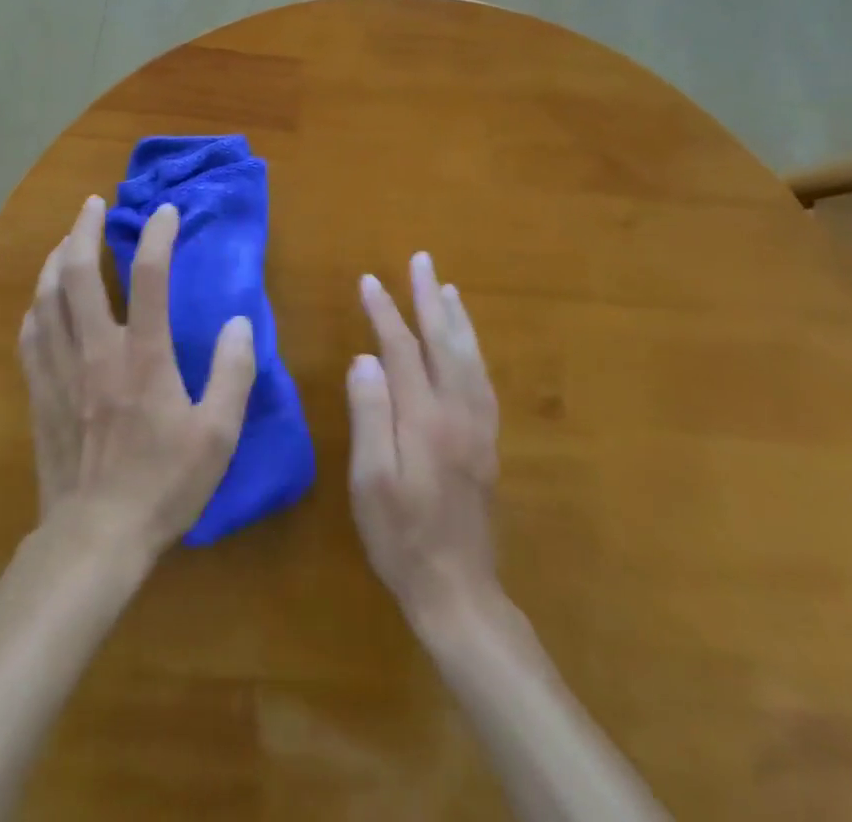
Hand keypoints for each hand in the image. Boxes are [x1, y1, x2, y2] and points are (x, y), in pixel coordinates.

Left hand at [18, 194, 258, 560]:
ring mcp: (61, 369)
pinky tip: (41, 301)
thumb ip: (233, 374)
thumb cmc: (162, 485)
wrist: (94, 537)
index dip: (158, 235)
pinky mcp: (39, 392)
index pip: (149, 276)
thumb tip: (240, 323)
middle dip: (83, 230)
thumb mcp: (217, 436)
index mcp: (143, 356)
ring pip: (47, 297)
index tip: (166, 211)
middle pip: (78, 273)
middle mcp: (97, 350)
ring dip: (54, 259)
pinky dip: (36, 306)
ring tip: (65, 239)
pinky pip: (30, 334)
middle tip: (91, 204)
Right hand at [348, 252, 500, 629]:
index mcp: (426, 418)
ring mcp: (479, 426)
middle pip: (445, 342)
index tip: (368, 280)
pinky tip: (467, 343)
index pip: (403, 349)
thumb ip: (370, 415)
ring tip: (446, 287)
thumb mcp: (371, 480)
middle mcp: (459, 412)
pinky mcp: (487, 442)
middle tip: (421, 260)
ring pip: (470, 357)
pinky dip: (473, 348)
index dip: (385, 312)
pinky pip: (483, 379)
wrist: (459, 590)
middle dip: (430, 298)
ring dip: (456, 317)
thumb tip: (365, 358)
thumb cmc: (401, 536)